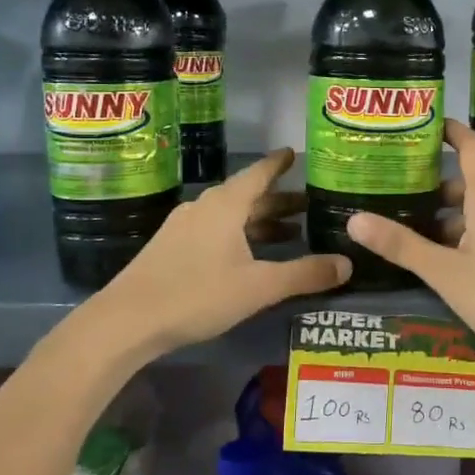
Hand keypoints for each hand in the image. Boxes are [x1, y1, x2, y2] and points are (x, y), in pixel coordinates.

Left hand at [98, 148, 350, 355]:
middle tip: (310, 205)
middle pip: (247, 196)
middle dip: (278, 200)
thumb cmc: (197, 294)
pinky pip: (215, 231)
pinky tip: (249, 257)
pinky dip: (239, 236)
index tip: (295, 153)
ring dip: (259, 222)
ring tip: (289, 233)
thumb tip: (347, 263)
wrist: (127, 321)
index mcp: (225, 206)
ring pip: (230, 217)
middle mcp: (204, 208)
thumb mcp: (258, 287)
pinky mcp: (171, 249)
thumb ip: (304, 274)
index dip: (279, 164)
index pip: (259, 173)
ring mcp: (183, 228)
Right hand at [345, 121, 474, 370]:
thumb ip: (402, 246)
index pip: (473, 147)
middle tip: (400, 194)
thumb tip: (353, 219)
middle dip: (437, 188)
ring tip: (416, 234)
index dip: (451, 131)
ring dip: (453, 218)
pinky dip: (470, 235)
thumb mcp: (445, 273)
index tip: (426, 123)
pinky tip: (452, 263)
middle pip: (472, 183)